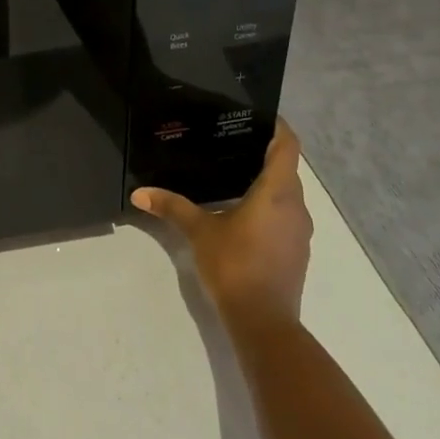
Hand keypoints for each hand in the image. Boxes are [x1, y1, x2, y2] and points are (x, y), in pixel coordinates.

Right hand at [132, 120, 310, 327]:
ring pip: (288, 194)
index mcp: (277, 192)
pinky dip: (269, 206)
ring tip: (234, 173)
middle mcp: (296, 206)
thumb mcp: (199, 232)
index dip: (277, 126)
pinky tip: (242, 211)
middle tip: (233, 141)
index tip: (258, 115)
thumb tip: (139, 193)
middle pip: (287, 168)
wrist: (264, 323)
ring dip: (268, 182)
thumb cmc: (235, 265)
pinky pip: (286, 215)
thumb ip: (172, 207)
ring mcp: (300, 231)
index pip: (287, 146)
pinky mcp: (297, 252)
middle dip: (265, 153)